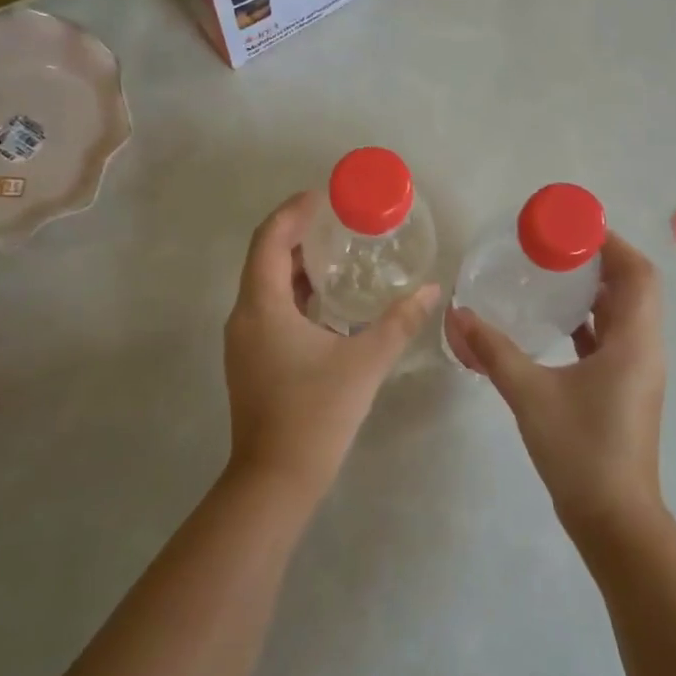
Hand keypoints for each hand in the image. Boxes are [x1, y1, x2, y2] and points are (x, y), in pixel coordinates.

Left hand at [224, 192, 439, 503]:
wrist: (276, 479)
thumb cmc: (317, 413)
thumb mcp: (366, 362)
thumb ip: (399, 322)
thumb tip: (432, 290)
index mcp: (262, 306)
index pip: (269, 239)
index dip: (293, 212)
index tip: (323, 197)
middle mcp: (244, 317)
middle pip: (265, 259)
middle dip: (299, 236)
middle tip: (339, 223)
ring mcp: (243, 342)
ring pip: (266, 288)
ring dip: (298, 268)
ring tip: (338, 258)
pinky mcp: (250, 362)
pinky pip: (269, 312)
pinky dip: (295, 297)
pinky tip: (329, 306)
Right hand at [445, 232, 666, 539]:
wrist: (613, 518)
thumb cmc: (580, 449)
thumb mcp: (530, 393)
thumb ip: (493, 351)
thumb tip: (457, 314)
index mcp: (635, 341)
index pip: (638, 274)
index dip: (612, 244)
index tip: (574, 228)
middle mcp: (645, 350)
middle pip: (634, 289)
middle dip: (600, 263)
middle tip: (556, 248)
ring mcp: (637, 373)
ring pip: (624, 316)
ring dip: (596, 293)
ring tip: (553, 276)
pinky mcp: (624, 391)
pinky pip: (612, 341)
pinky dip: (589, 324)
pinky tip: (555, 325)